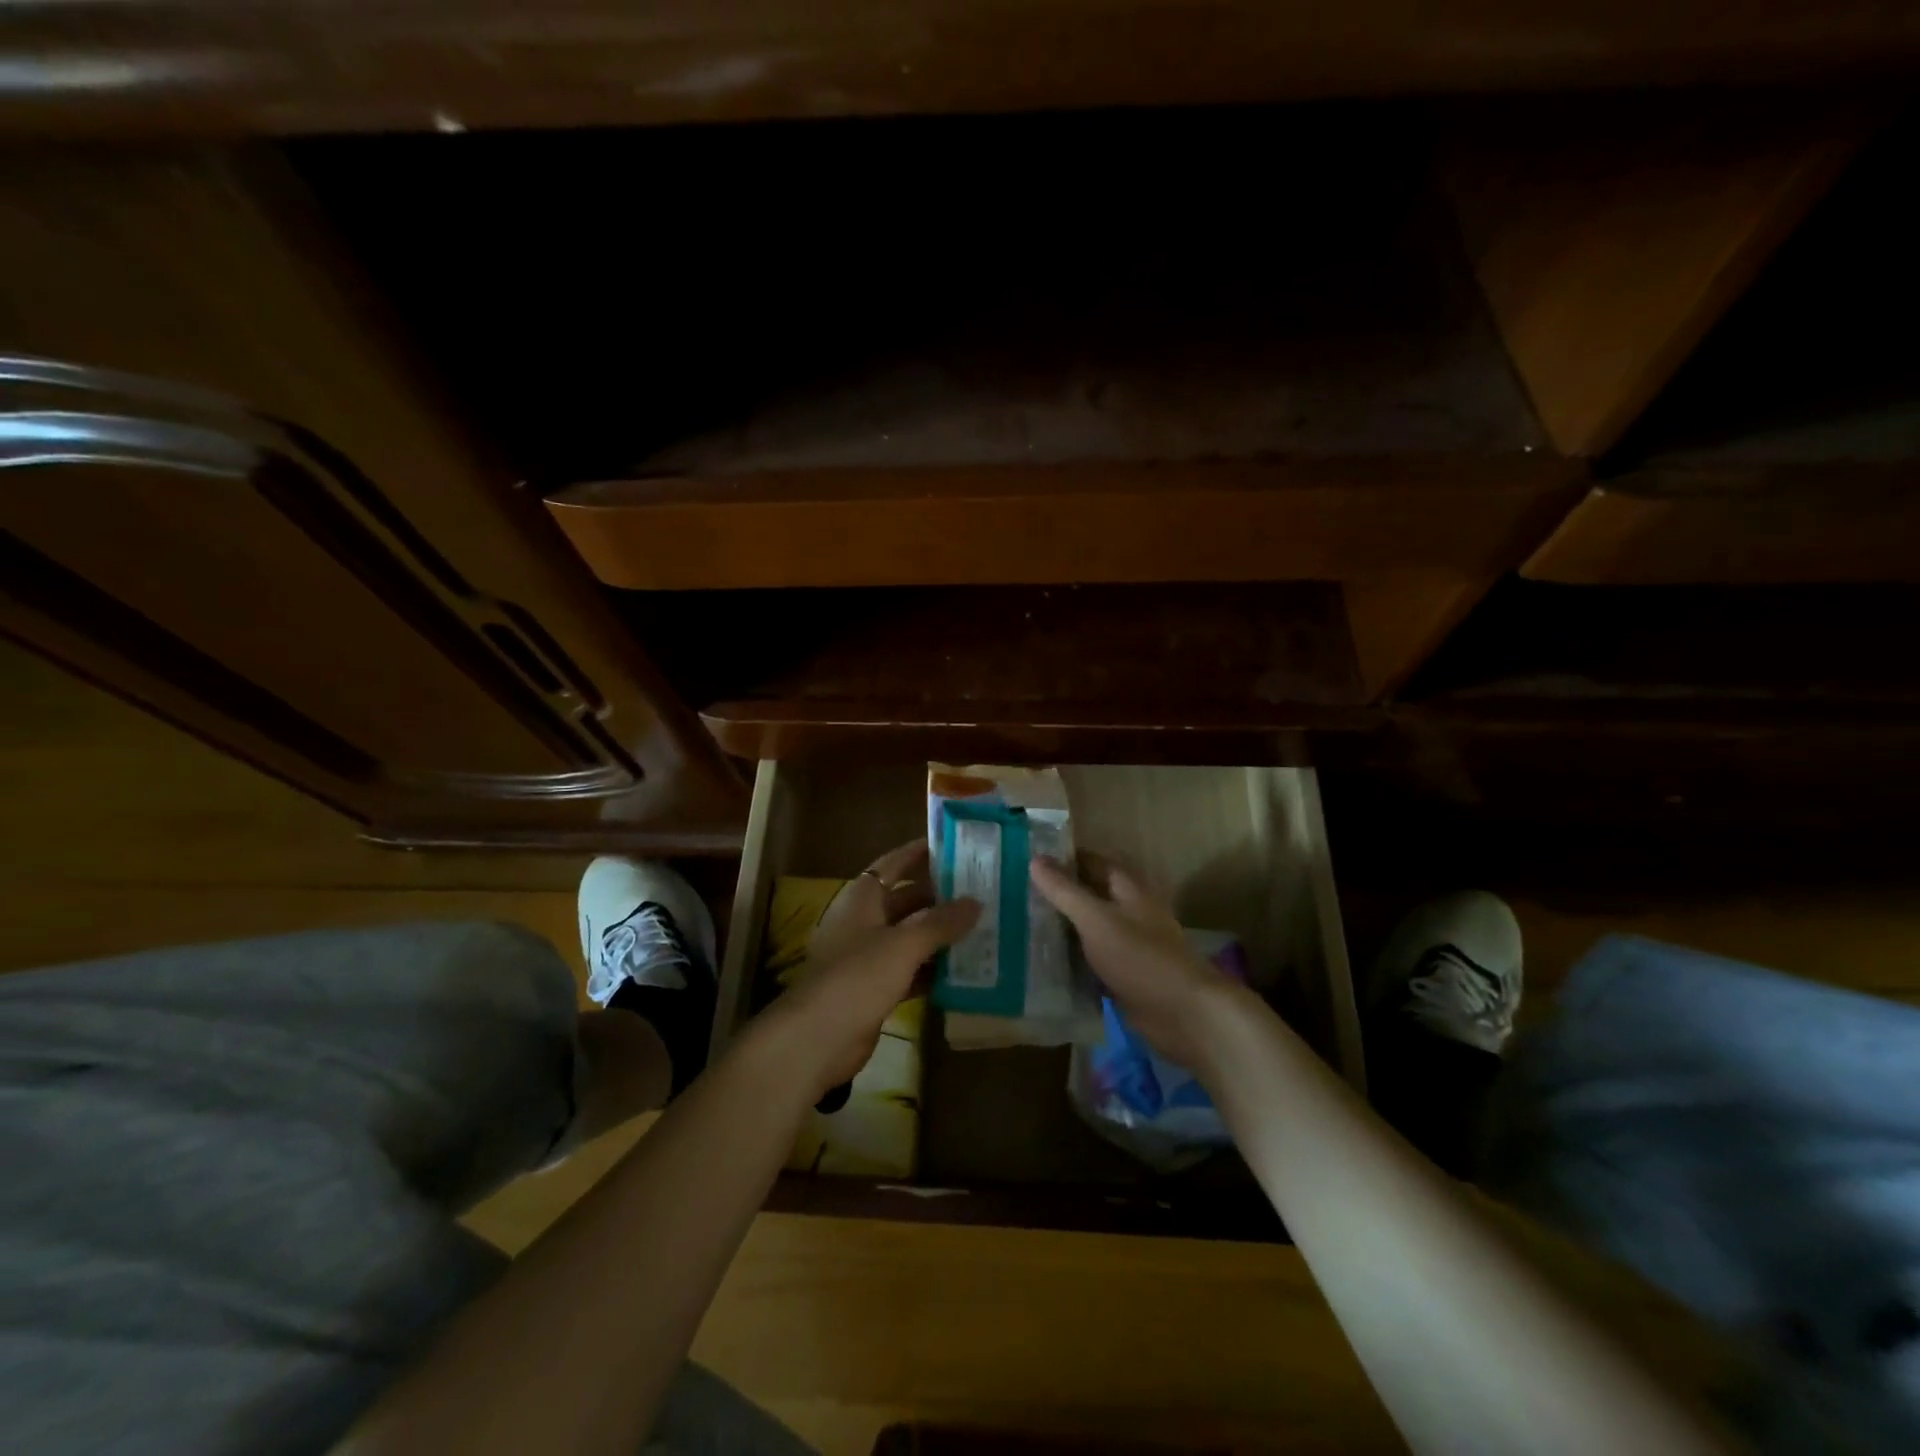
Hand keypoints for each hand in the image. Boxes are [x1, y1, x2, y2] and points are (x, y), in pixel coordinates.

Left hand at [756, 839, 979, 1099]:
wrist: (816, 1038)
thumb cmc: (856, 977)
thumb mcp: (903, 944)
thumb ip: (940, 922)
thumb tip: (976, 902)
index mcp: (863, 898)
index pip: (894, 863)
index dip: (920, 852)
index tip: (954, 845)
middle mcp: (864, 921)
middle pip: (907, 900)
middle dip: (941, 897)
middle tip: (983, 891)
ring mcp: (868, 956)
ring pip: (911, 937)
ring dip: (941, 935)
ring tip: (984, 927)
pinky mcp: (875, 989)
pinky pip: (911, 970)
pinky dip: (933, 969)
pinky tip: (965, 970)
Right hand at [1030, 853, 1244, 1070]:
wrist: (1183, 1014)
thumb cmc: (1140, 957)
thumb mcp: (1096, 919)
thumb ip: (1065, 891)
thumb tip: (1035, 859)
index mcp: (1127, 889)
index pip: (1090, 861)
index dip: (1062, 858)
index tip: (1026, 859)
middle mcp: (1128, 911)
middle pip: (1088, 895)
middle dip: (1056, 894)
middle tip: (1014, 894)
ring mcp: (1127, 944)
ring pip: (1087, 929)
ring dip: (1061, 928)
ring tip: (1019, 924)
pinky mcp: (1123, 975)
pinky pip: (1090, 960)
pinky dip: (1070, 960)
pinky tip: (1040, 963)